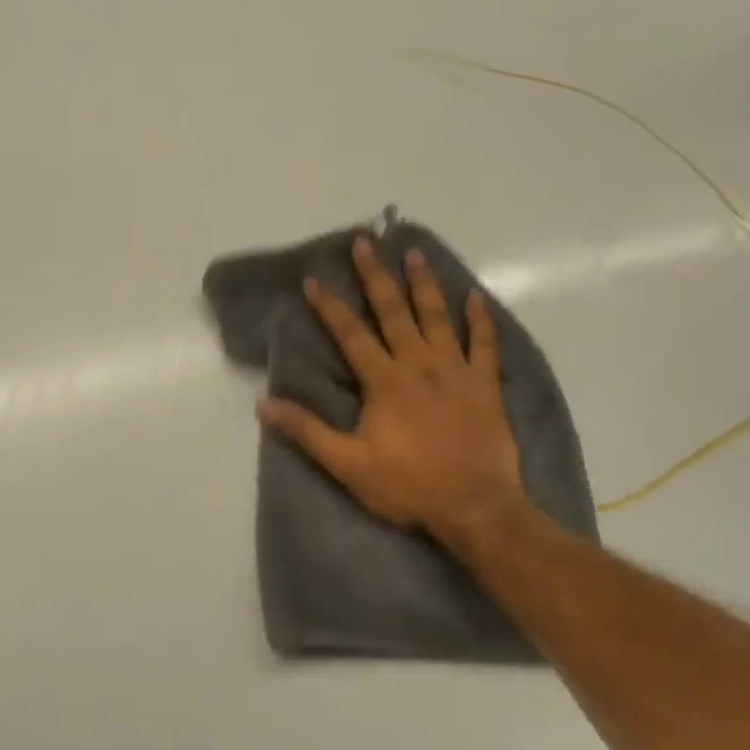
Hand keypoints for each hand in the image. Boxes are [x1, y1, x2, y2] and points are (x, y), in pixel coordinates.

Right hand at [257, 238, 531, 553]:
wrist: (475, 506)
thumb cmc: (408, 485)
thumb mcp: (348, 464)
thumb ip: (307, 431)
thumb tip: (264, 405)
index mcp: (384, 381)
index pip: (351, 335)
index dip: (329, 307)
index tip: (314, 280)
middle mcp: (419, 364)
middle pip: (393, 312)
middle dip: (375, 277)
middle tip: (365, 243)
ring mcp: (456, 371)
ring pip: (437, 317)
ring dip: (424, 284)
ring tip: (414, 254)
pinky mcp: (485, 385)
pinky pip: (484, 345)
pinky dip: (480, 320)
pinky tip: (476, 298)